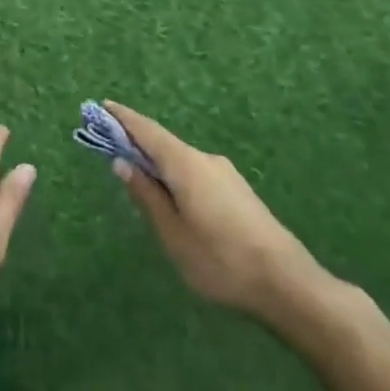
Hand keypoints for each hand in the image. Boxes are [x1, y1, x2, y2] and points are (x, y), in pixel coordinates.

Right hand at [106, 102, 340, 328]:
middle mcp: (205, 159)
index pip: (146, 130)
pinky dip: (175, 176)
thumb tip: (122, 162)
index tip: (101, 106)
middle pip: (163, 143)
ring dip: (157, 163)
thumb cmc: (221, 260)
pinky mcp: (238, 191)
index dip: (122, 118)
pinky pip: (196, 173)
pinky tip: (173, 201)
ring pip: (181, 161)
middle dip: (136, 143)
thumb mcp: (172, 234)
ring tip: (138, 182)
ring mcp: (225, 174)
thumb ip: (146, 196)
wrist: (288, 284)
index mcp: (185, 164)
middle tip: (110, 149)